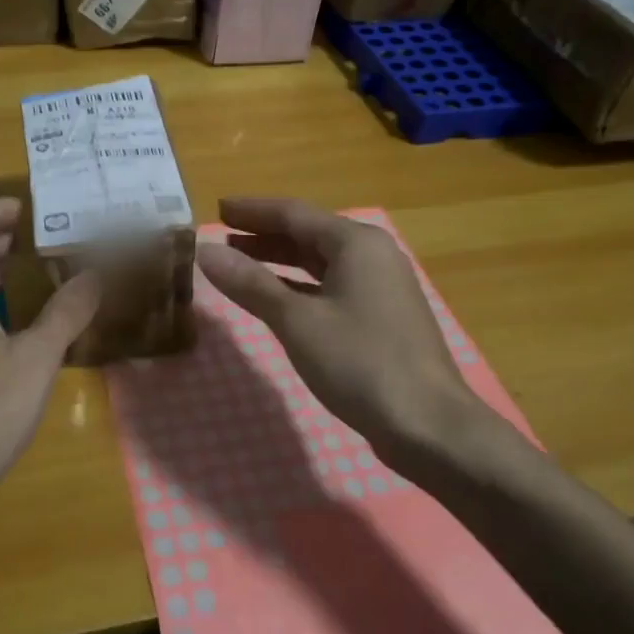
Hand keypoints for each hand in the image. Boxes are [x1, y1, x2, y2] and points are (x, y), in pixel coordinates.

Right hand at [195, 198, 485, 462]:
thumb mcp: (297, 321)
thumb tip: (205, 251)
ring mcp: (380, 288)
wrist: (428, 424)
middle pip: (309, 234)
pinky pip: (330, 287)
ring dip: (279, 261)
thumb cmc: (360, 362)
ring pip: (320, 262)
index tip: (217, 209)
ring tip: (239, 264)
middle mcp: (372, 256)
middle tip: (222, 238)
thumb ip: (250, 283)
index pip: (294, 213)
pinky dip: (298, 287)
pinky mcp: (380, 318)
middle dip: (263, 235)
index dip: (253, 211)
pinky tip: (275, 299)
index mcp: (356, 243)